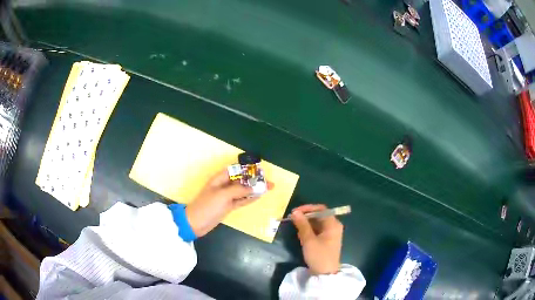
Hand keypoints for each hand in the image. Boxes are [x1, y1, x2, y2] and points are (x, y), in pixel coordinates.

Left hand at [185, 169, 270, 237]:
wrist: (196, 223)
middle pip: (242, 180)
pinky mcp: (228, 206)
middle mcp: (224, 186)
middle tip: (269, 182)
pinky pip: (242, 200)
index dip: (248, 169)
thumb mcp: (223, 195)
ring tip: (269, 188)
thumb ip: (239, 190)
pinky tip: (259, 196)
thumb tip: (254, 187)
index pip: (236, 170)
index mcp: (220, 178)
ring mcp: (227, 197)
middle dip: (255, 180)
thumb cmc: (207, 206)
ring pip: (243, 191)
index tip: (261, 171)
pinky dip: (250, 198)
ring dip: (255, 189)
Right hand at [291, 204, 342, 274]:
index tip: (295, 212)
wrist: (325, 274)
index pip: (321, 209)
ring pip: (317, 223)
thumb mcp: (309, 240)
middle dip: (305, 217)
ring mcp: (330, 233)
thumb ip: (302, 225)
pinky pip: (317, 230)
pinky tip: (301, 236)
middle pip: (319, 215)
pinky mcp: (326, 240)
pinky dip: (309, 231)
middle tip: (292, 220)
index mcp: (333, 224)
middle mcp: (333, 226)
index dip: (307, 208)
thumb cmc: (319, 255)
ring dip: (306, 224)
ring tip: (296, 229)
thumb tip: (295, 212)